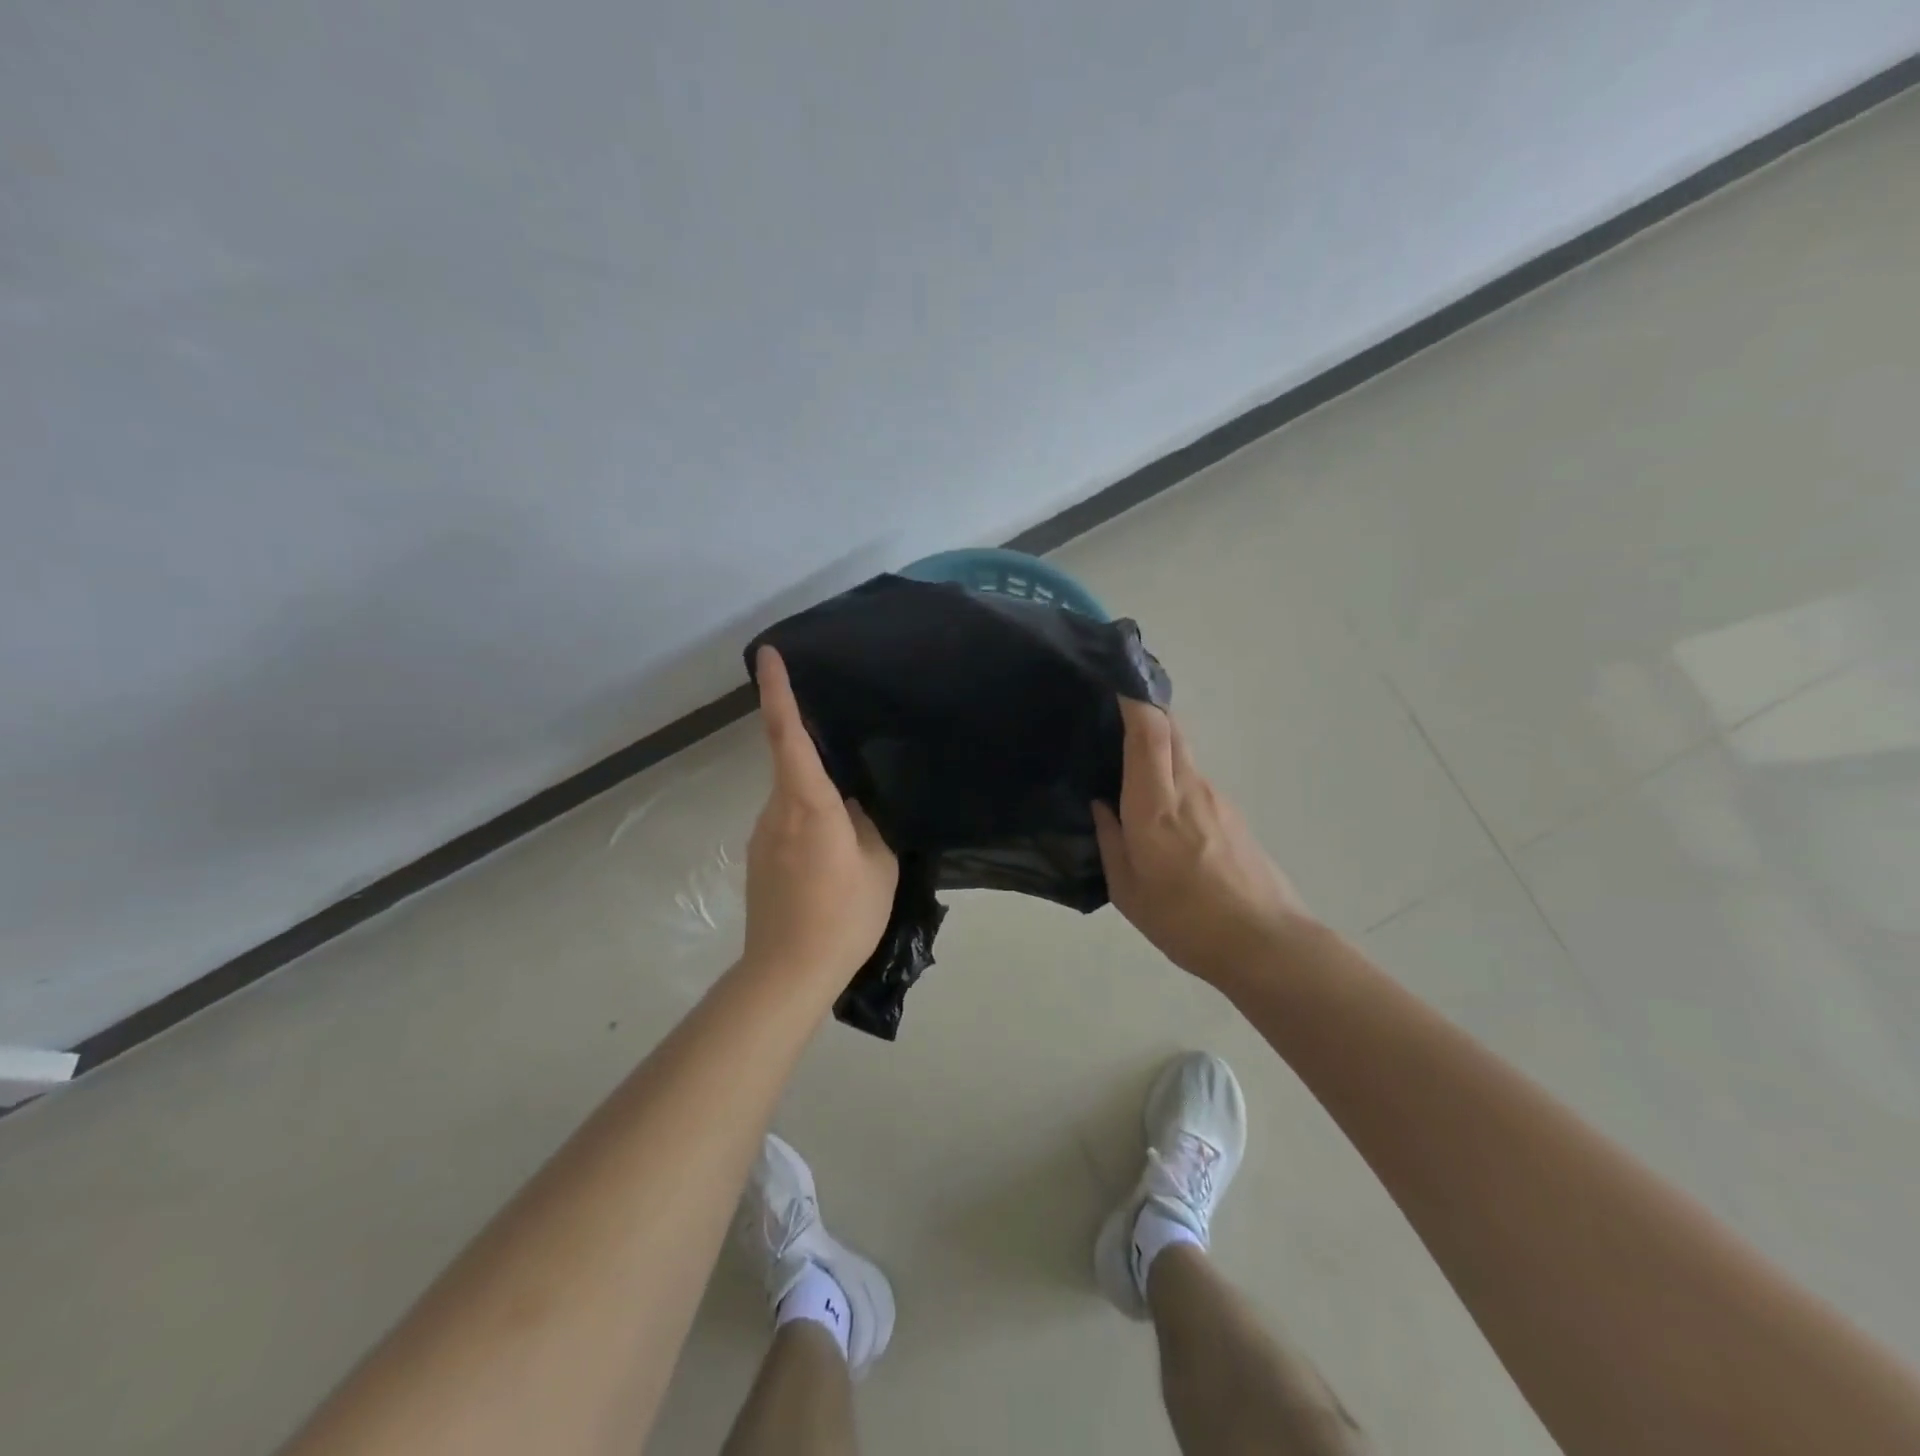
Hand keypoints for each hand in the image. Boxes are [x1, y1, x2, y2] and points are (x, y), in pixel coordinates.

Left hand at [742, 646, 898, 986]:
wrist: (786, 973)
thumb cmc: (843, 916)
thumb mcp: (878, 864)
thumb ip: (868, 822)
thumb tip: (855, 800)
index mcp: (809, 804)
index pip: (788, 735)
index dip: (778, 691)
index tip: (768, 654)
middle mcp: (776, 810)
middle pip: (791, 763)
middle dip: (815, 751)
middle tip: (854, 759)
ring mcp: (761, 835)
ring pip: (792, 797)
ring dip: (817, 798)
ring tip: (854, 828)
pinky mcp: (757, 858)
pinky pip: (786, 823)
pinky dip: (808, 822)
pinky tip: (832, 856)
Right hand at [1092, 698, 1307, 983]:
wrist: (1265, 943)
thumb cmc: (1185, 920)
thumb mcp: (1129, 891)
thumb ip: (1111, 840)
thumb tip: (1103, 805)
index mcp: (1155, 805)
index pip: (1148, 731)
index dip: (1132, 699)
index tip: (1113, 680)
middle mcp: (1189, 788)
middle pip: (1170, 727)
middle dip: (1144, 708)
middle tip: (1113, 710)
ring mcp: (1217, 798)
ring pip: (1184, 751)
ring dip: (1158, 743)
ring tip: (1128, 762)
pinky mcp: (1232, 814)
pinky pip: (1195, 778)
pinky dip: (1174, 773)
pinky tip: (1161, 808)